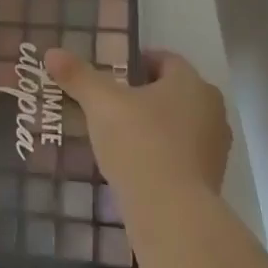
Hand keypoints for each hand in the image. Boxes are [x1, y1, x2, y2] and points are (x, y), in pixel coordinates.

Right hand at [45, 49, 229, 201]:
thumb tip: (52, 52)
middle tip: (111, 103)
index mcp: (191, 83)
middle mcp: (211, 109)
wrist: (172, 215)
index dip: (138, 62)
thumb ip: (78, 76)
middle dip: (145, 95)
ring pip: (179, 125)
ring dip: (154, 126)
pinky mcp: (211, 181)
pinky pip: (182, 156)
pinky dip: (162, 155)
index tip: (113, 74)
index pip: (165, 60)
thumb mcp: (101, 104)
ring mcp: (215, 148)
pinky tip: (135, 166)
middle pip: (174, 92)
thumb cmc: (140, 143)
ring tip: (119, 136)